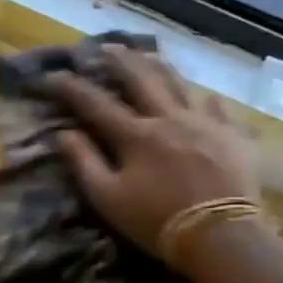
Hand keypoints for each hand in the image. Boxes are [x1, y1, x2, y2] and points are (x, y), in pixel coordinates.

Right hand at [43, 46, 259, 259]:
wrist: (220, 235)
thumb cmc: (157, 221)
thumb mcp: (109, 199)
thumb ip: (84, 163)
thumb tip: (62, 134)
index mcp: (135, 135)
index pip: (95, 103)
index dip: (70, 88)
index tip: (50, 76)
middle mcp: (168, 117)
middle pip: (140, 79)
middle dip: (119, 61)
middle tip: (105, 47)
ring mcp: (203, 122)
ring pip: (179, 83)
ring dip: (159, 67)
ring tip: (148, 55)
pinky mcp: (231, 134)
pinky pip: (216, 106)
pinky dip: (203, 98)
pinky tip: (202, 96)